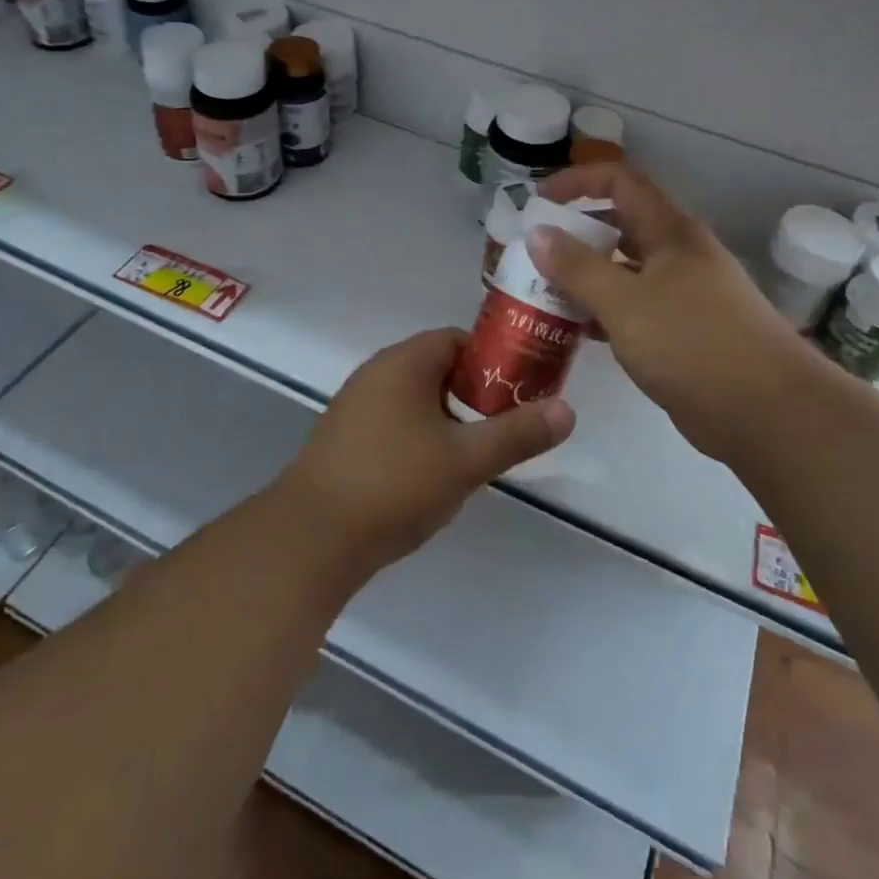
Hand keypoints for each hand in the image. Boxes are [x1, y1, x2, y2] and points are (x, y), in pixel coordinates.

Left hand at [281, 329, 574, 572]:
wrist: (311, 539)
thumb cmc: (394, 484)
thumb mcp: (465, 459)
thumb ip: (517, 433)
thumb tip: (568, 410)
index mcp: (404, 362)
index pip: (458, 340)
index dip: (494, 360)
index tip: (521, 390)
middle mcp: (376, 373)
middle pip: (439, 369)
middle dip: (475, 395)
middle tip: (506, 427)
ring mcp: (356, 407)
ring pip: (418, 400)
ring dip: (449, 420)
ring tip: (476, 455)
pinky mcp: (345, 439)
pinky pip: (395, 423)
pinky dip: (421, 438)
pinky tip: (433, 476)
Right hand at [529, 162, 822, 464]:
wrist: (770, 412)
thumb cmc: (693, 344)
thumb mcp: (625, 302)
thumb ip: (577, 267)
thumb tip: (537, 232)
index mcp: (670, 231)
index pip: (620, 181)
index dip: (577, 182)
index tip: (539, 204)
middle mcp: (678, 254)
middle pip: (620, 224)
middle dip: (575, 234)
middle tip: (534, 256)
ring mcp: (685, 293)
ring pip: (626, 269)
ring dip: (586, 276)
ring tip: (544, 294)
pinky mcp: (685, 331)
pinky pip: (635, 307)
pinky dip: (605, 310)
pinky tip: (578, 331)